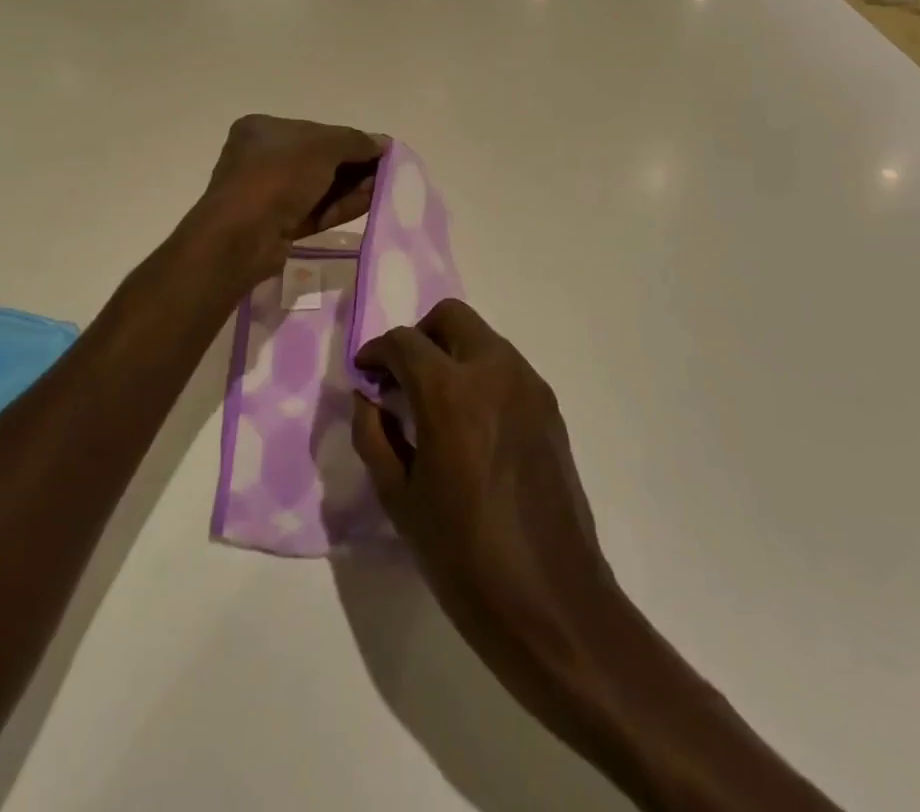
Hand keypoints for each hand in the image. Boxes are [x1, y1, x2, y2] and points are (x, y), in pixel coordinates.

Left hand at [193, 115, 384, 286]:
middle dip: (353, 166)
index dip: (349, 139)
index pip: (315, 130)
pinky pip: (314, 210)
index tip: (379, 150)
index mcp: (263, 129)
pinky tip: (368, 203)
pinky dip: (340, 206)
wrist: (241, 237)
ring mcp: (268, 194)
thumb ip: (355, 142)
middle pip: (319, 159)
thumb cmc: (277, 177)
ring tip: (383, 189)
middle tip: (386, 172)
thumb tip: (382, 143)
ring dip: (351, 187)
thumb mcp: (322, 148)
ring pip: (319, 187)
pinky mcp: (277, 225)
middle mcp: (262, 158)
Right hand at [351, 300, 616, 719]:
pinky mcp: (550, 407)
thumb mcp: (399, 498)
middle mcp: (494, 371)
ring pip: (482, 338)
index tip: (366, 375)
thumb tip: (368, 397)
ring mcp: (529, 385)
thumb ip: (373, 435)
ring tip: (435, 403)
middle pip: (450, 317)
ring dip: (452, 352)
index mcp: (451, 391)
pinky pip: (506, 367)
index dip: (377, 352)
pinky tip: (471, 424)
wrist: (553, 603)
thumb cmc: (464, 556)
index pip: (404, 342)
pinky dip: (480, 374)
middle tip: (402, 379)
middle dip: (419, 337)